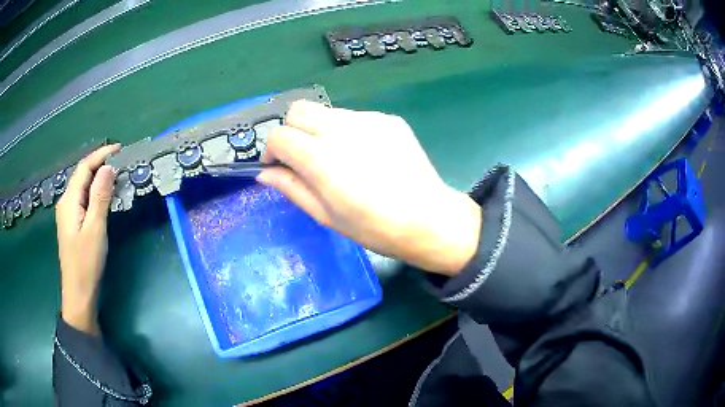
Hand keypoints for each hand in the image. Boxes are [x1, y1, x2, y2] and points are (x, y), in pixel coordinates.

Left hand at [56, 144, 119, 334]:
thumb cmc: (86, 263)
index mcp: (69, 200)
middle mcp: (66, 202)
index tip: (119, 149)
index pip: (84, 168)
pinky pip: (83, 199)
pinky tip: (103, 196)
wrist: (78, 293)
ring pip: (82, 187)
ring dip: (97, 178)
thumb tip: (108, 168)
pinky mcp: (72, 224)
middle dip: (99, 164)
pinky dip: (94, 192)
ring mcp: (67, 214)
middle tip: (120, 161)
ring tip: (115, 175)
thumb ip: (100, 197)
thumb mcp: (95, 229)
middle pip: (82, 175)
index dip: (101, 155)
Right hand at [258, 101, 480, 275]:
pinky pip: (355, 118)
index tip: (278, 166)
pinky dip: (347, 131)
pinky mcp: (388, 119)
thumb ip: (292, 188)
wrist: (429, 219)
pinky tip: (364, 155)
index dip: (271, 150)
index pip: (279, 135)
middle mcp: (341, 129)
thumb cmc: (374, 227)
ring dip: (319, 130)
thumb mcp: (326, 215)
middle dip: (291, 130)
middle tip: (301, 157)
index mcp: (321, 157)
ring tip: (336, 158)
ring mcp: (368, 120)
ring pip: (327, 112)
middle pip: (298, 110)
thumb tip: (265, 173)